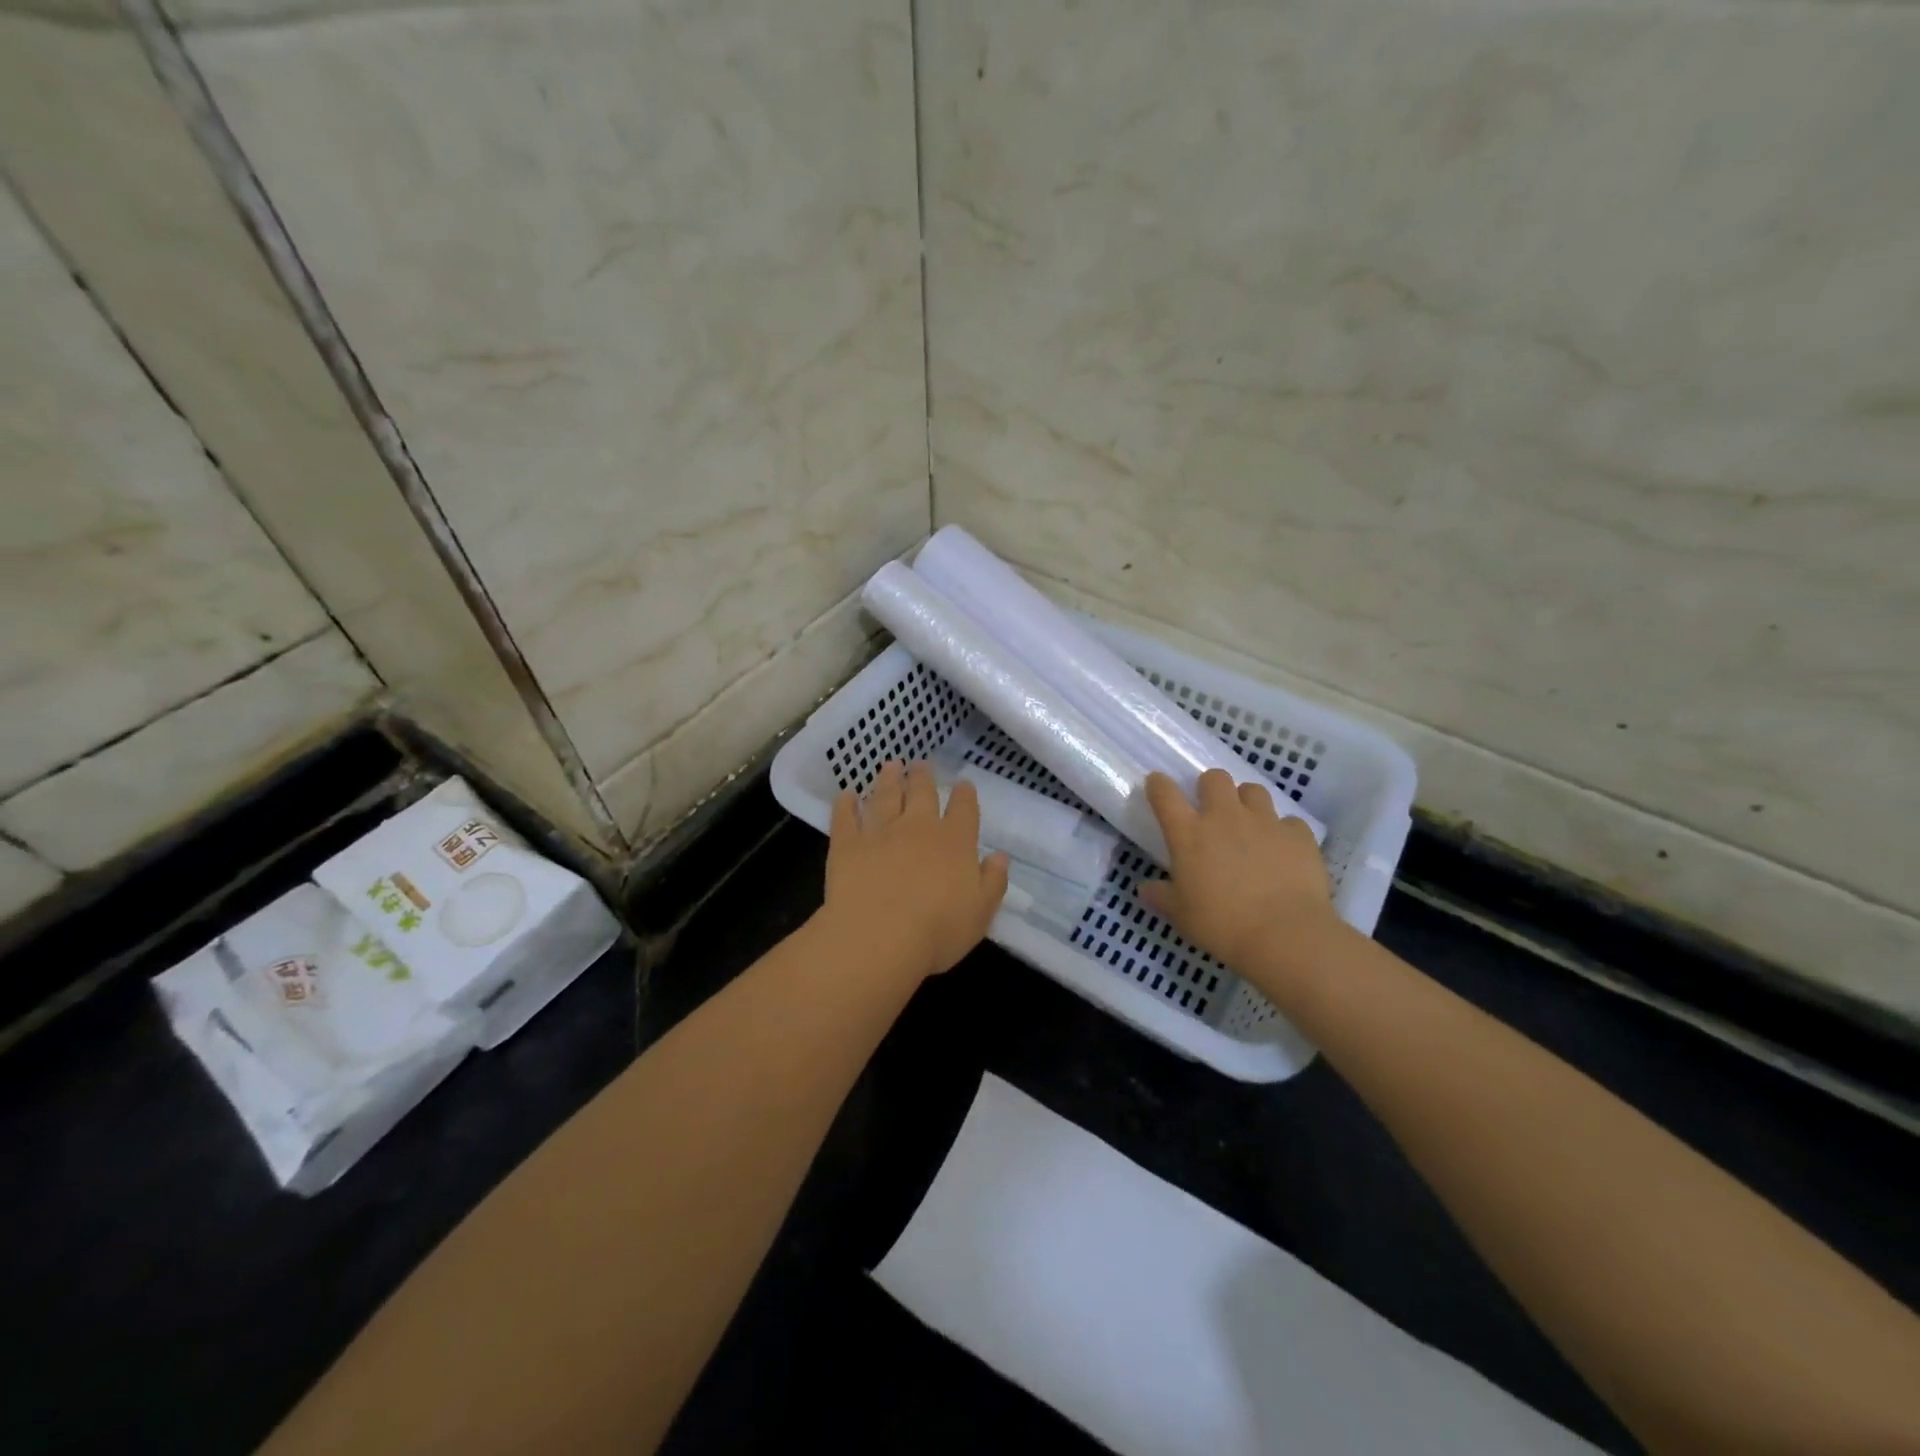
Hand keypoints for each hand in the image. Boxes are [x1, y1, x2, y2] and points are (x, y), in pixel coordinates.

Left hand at [819, 761, 1009, 983]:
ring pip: (884, 796)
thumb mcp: (981, 912)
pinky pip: (845, 817)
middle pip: (922, 793)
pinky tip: (845, 795)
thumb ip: (992, 881)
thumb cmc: (938, 930)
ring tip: (890, 766)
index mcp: (954, 842)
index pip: (963, 809)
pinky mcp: (847, 844)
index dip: (964, 794)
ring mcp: (880, 832)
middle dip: (923, 776)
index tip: (963, 784)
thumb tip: (1000, 856)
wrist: (879, 937)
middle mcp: (918, 827)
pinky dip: (845, 804)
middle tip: (920, 764)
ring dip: (888, 779)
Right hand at [1138, 769, 1336, 977]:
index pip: (1165, 794)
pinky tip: (1283, 850)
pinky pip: (1289, 822)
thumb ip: (1161, 896)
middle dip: (1210, 787)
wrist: (1284, 935)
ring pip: (1253, 790)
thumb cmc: (1221, 924)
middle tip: (1211, 809)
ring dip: (1246, 802)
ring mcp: (1265, 821)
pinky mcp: (1298, 834)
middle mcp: (1225, 817)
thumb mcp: (1181, 914)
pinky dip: (1283, 832)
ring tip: (1248, 824)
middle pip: (1215, 778)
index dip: (1158, 785)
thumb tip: (1144, 889)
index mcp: (1189, 833)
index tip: (1157, 785)